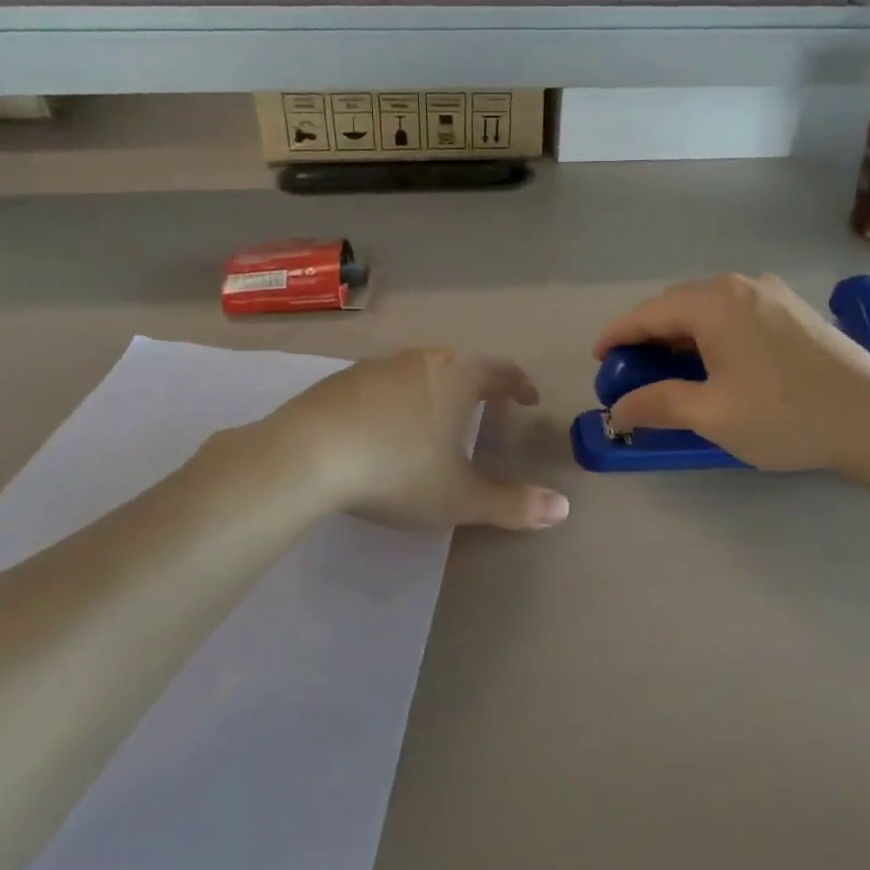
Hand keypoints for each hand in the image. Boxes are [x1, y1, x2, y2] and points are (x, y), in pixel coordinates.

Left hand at [261, 347, 569, 531]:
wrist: (306, 456)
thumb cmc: (397, 471)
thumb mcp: (459, 497)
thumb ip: (512, 504)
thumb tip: (564, 509)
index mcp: (457, 377)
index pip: (500, 371)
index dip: (518, 385)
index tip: (527, 398)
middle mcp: (420, 360)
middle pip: (459, 364)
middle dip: (477, 384)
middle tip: (486, 406)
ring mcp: (376, 366)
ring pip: (418, 371)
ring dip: (435, 389)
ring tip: (436, 417)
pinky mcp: (339, 380)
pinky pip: (382, 384)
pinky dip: (396, 399)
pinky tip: (384, 427)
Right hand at [594, 274, 869, 480]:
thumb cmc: (786, 416)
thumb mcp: (711, 415)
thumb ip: (656, 404)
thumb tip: (618, 409)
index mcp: (714, 302)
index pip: (647, 313)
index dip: (616, 337)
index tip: (598, 362)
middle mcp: (740, 284)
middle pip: (675, 305)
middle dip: (647, 337)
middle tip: (631, 373)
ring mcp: (771, 293)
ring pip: (705, 308)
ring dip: (679, 336)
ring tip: (667, 371)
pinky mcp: (793, 310)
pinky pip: (733, 313)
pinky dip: (709, 334)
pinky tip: (712, 363)